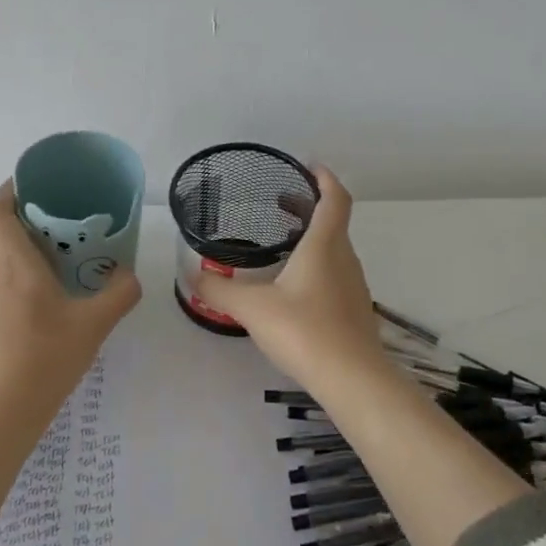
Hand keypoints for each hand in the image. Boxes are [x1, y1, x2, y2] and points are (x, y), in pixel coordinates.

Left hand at [0, 181, 142, 414]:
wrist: (7, 403)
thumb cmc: (48, 356)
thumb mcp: (95, 323)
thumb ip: (119, 294)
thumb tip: (130, 275)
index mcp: (16, 265)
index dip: (8, 191)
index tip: (29, 180)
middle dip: (4, 208)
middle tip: (39, 207)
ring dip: (5, 234)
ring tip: (45, 238)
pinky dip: (7, 258)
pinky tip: (40, 277)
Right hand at [191, 168, 383, 391]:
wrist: (352, 379)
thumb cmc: (304, 330)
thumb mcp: (252, 308)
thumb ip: (219, 290)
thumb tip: (192, 275)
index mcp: (324, 246)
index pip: (334, 199)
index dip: (324, 178)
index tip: (307, 166)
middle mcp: (344, 259)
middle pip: (333, 222)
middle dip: (309, 207)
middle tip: (279, 204)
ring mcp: (353, 287)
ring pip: (335, 250)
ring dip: (312, 238)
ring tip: (280, 245)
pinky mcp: (353, 311)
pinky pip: (334, 275)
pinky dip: (316, 266)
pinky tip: (292, 288)